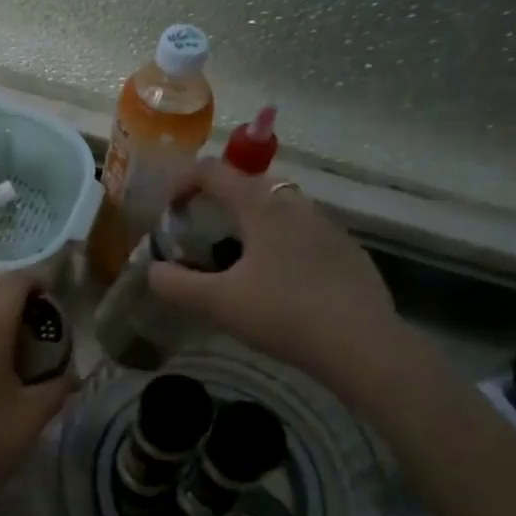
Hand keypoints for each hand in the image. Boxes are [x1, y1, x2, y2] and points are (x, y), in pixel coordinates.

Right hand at [147, 160, 410, 396]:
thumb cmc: (283, 314)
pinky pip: (305, 232)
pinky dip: (282, 242)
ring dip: (253, 220)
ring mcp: (328, 225)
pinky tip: (282, 282)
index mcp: (261, 206)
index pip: (214, 171)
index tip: (169, 209)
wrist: (362, 345)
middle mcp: (296, 204)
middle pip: (249, 184)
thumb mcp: (218, 303)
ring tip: (239, 258)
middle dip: (219, 200)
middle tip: (202, 232)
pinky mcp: (348, 250)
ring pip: (280, 207)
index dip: (183, 181)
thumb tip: (152, 270)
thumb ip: (175, 284)